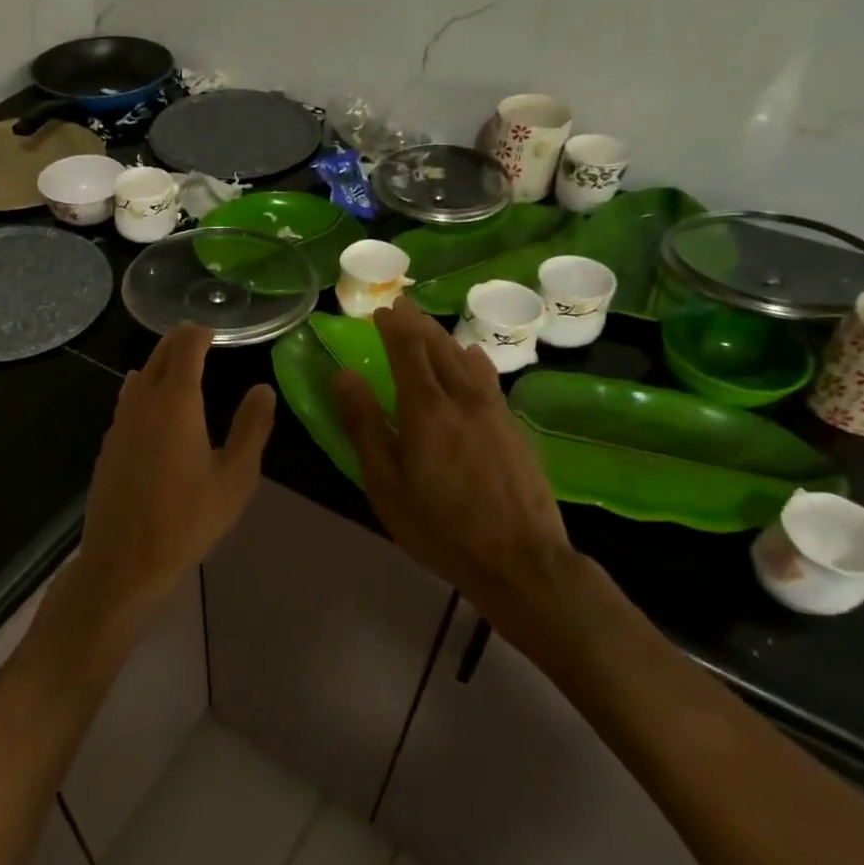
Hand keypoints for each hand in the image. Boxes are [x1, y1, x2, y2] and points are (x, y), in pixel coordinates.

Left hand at [67, 324, 274, 630]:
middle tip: (198, 339)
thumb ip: (252, 428)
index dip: (200, 334)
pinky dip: (144, 392)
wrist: (124, 561)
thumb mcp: (235, 478)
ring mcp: (119, 424)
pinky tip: (155, 412)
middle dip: (178, 343)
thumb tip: (263, 390)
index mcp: (175, 403)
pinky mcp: (108, 446)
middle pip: (158, 357)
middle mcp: (142, 403)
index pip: (185, 348)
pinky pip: (127, 403)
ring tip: (179, 370)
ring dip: (158, 366)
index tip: (214, 330)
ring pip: (139, 379)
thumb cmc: (187, 520)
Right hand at [333, 300, 575, 610]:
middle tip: (402, 305)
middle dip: (418, 322)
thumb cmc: (439, 527)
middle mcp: (463, 399)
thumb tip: (344, 376)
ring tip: (430, 328)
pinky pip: (489, 379)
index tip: (380, 309)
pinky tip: (472, 361)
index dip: (393, 326)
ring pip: (468, 359)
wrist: (519, 559)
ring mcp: (495, 412)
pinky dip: (472, 360)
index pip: (408, 350)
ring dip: (445, 338)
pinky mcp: (515, 429)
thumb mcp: (386, 483)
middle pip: (440, 347)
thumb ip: (364, 426)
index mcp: (426, 410)